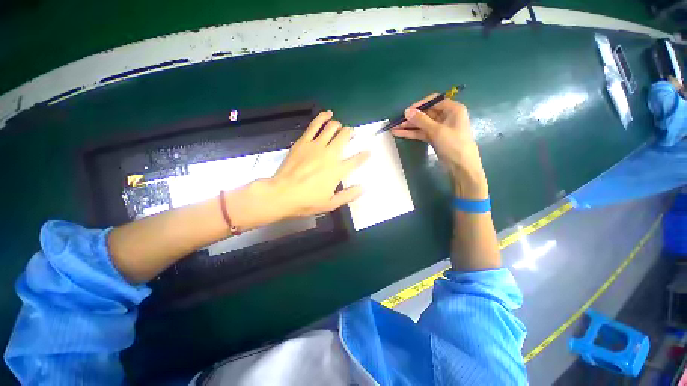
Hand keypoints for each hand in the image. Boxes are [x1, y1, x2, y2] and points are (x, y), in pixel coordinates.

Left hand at [226, 111, 369, 230]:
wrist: (282, 194)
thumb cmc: (307, 201)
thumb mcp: (331, 203)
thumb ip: (349, 195)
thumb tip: (363, 188)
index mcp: (338, 170)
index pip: (356, 160)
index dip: (363, 155)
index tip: (367, 152)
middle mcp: (330, 155)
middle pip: (344, 137)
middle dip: (350, 133)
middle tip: (350, 134)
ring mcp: (316, 146)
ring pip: (331, 127)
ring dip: (338, 125)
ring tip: (340, 126)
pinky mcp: (303, 142)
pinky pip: (315, 125)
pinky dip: (323, 117)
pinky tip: (327, 113)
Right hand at [391, 94, 487, 198]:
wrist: (461, 166)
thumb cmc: (453, 144)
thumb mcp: (437, 130)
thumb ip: (421, 120)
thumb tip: (407, 111)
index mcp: (452, 109)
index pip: (433, 101)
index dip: (419, 105)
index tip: (406, 111)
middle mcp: (446, 116)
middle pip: (426, 113)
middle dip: (411, 118)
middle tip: (396, 122)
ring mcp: (440, 128)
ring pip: (422, 124)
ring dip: (409, 126)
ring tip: (394, 128)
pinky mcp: (435, 138)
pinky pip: (422, 133)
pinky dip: (412, 133)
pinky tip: (400, 133)